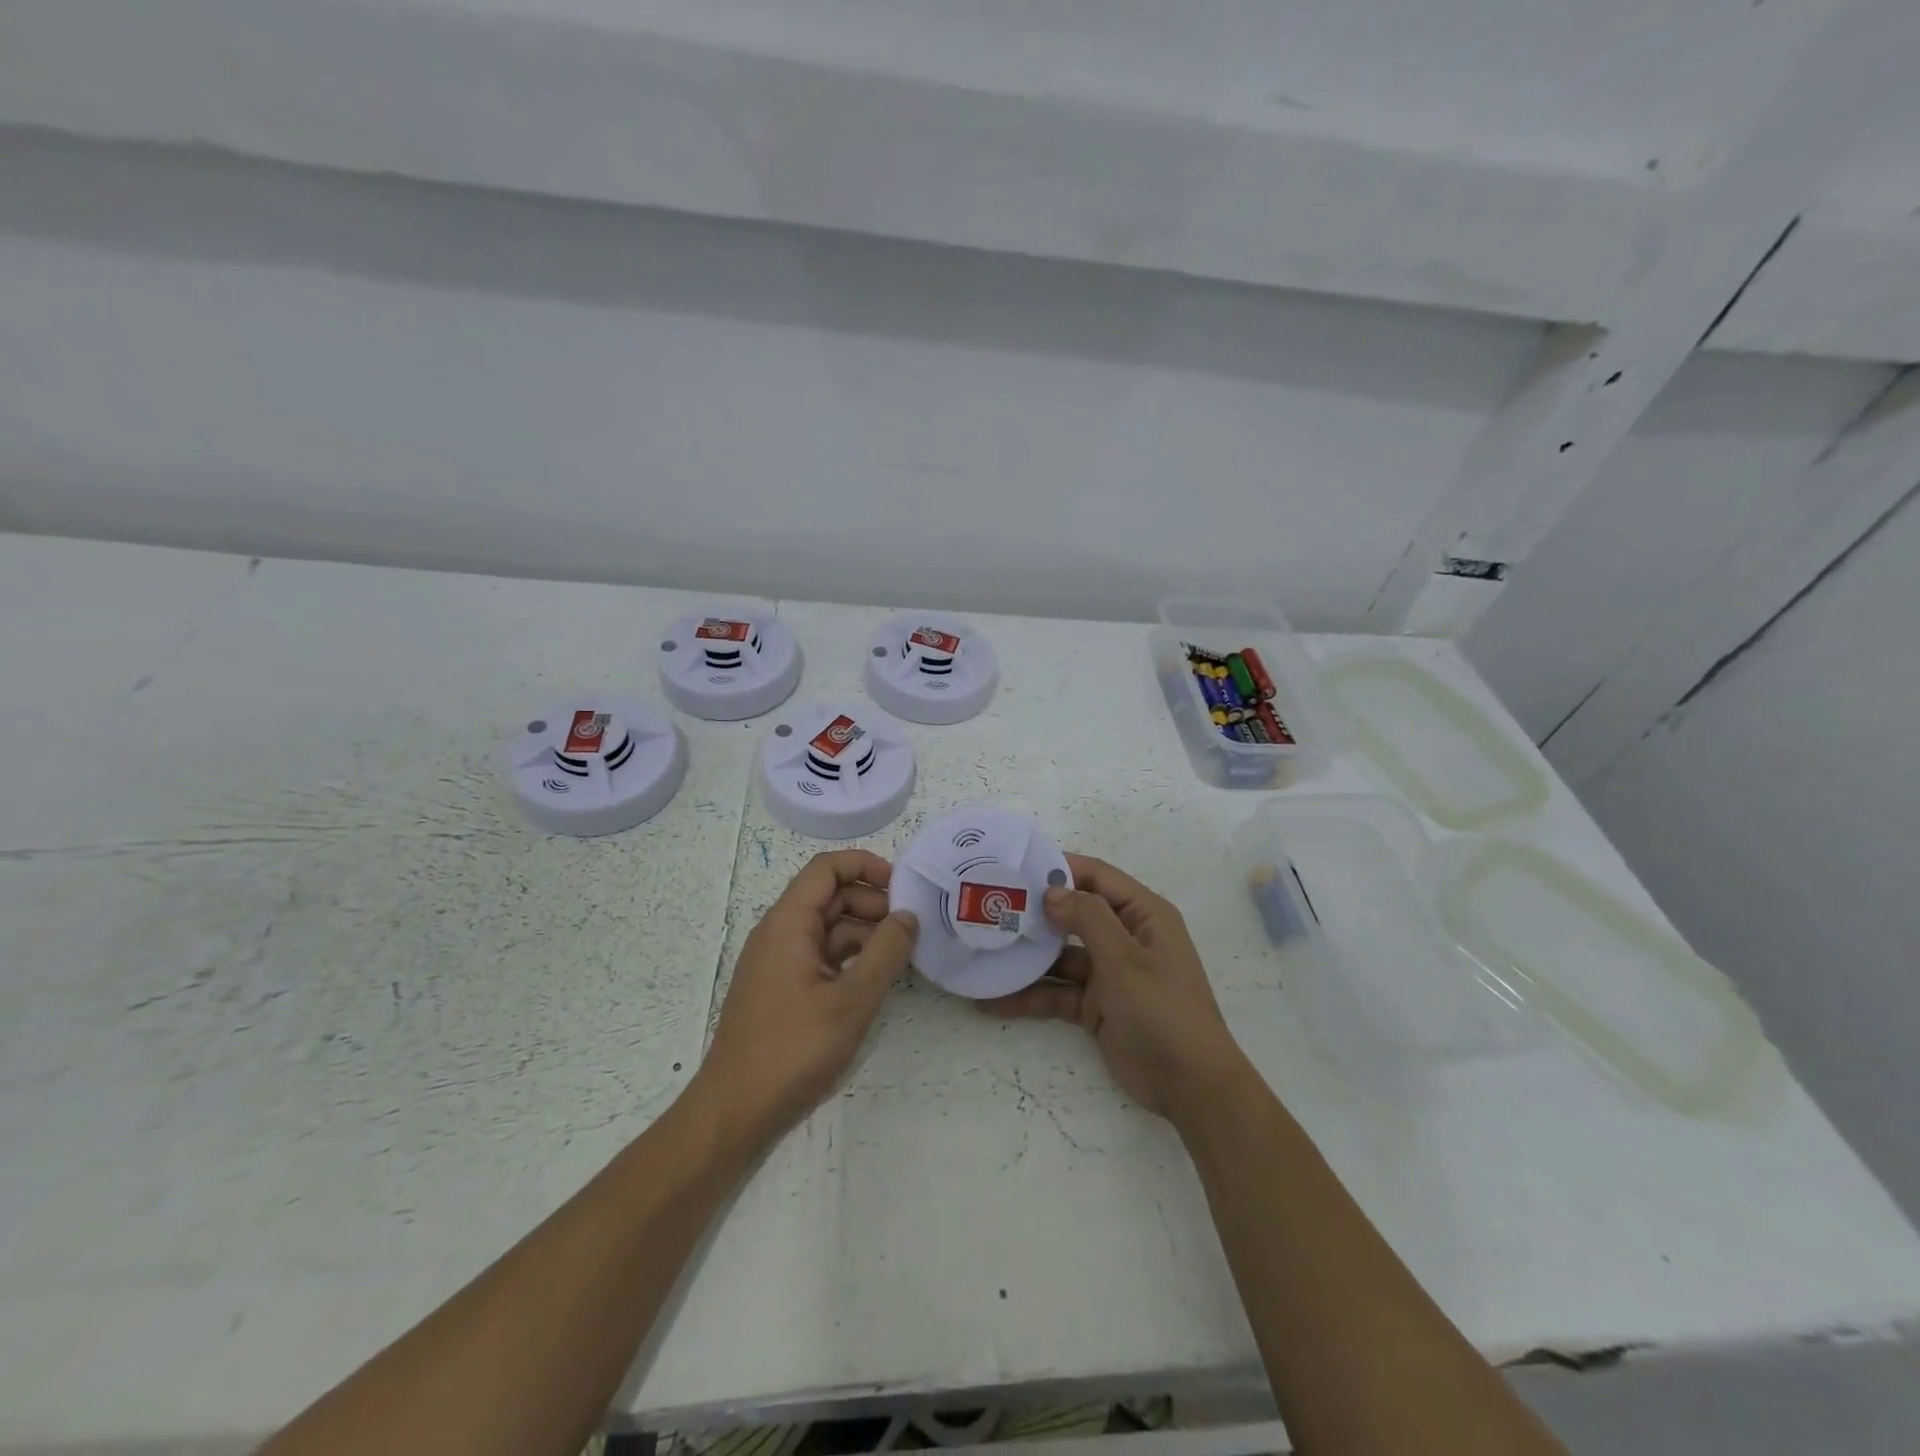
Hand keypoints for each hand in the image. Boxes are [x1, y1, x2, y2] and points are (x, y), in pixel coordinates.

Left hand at [694, 849, 917, 1149]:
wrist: (735, 1110)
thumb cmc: (793, 1049)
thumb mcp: (852, 1000)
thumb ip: (886, 952)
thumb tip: (908, 915)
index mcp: (788, 923)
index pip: (827, 868)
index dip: (866, 866)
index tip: (903, 887)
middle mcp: (779, 932)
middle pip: (829, 895)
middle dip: (872, 902)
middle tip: (910, 928)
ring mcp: (778, 961)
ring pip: (827, 927)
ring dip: (864, 932)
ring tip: (901, 955)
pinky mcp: (782, 988)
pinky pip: (820, 955)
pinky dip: (850, 957)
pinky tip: (875, 979)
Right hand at [979, 854, 1247, 1129]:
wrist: (1190, 1087)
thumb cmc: (1162, 1010)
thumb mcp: (1124, 959)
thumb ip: (1087, 918)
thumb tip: (1052, 890)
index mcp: (1143, 915)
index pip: (1097, 877)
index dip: (1061, 868)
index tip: (1017, 867)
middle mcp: (1125, 937)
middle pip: (1075, 915)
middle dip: (1036, 912)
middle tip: (990, 905)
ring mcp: (1109, 973)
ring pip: (1060, 955)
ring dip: (1027, 956)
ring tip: (982, 950)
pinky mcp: (1095, 1006)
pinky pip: (1057, 992)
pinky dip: (1029, 995)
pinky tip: (992, 1000)